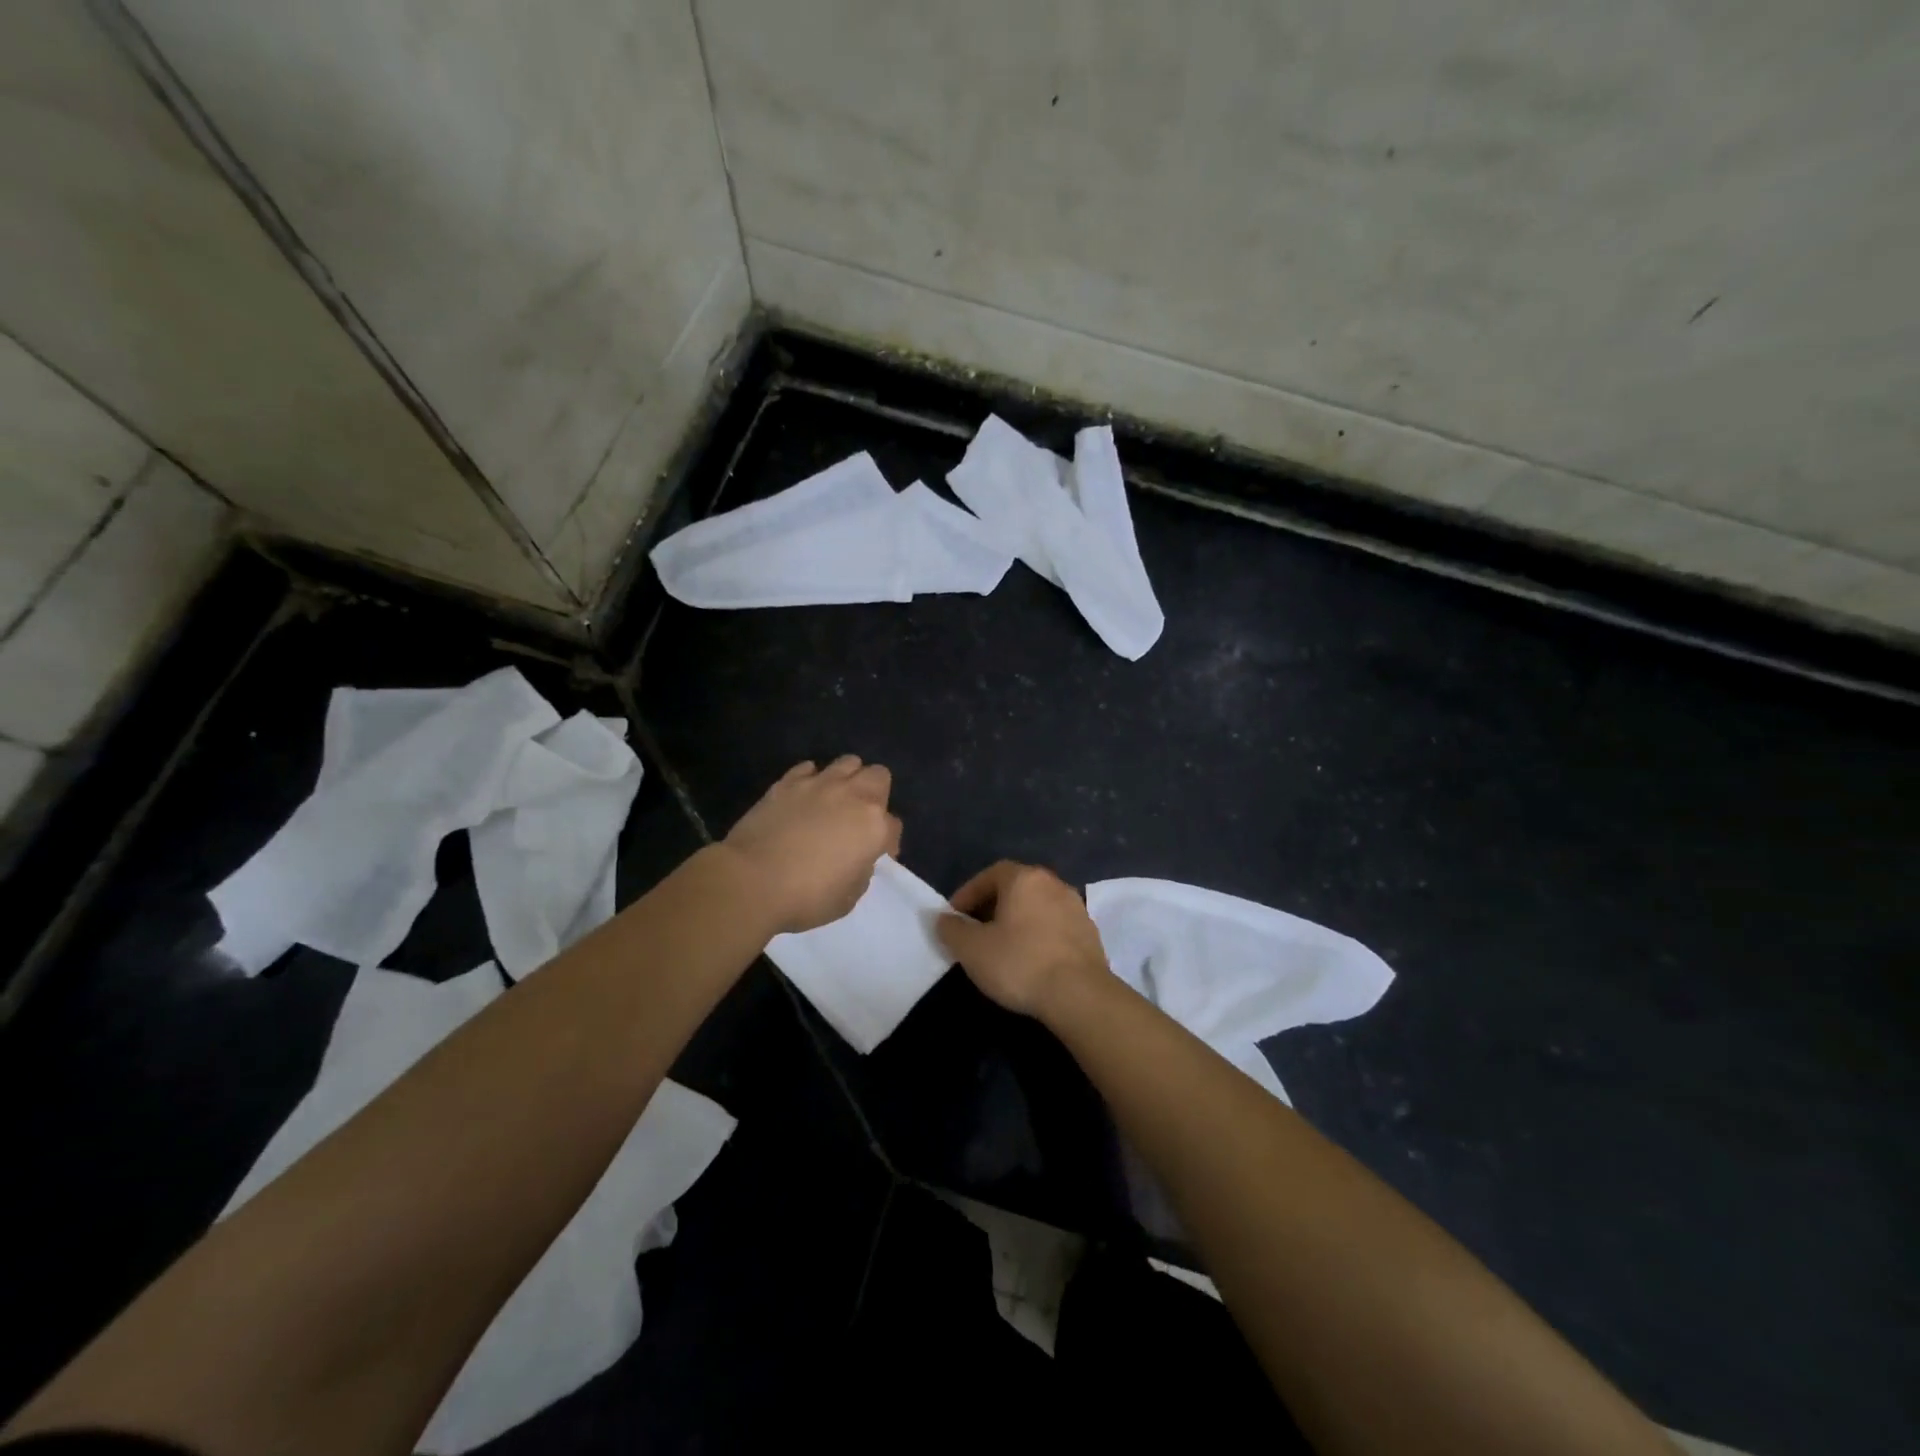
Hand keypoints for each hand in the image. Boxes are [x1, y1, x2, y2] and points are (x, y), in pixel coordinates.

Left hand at [722, 756, 901, 932]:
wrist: (751, 881)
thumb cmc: (806, 897)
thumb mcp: (848, 897)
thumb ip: (860, 870)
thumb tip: (855, 857)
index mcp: (875, 826)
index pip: (894, 826)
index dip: (888, 843)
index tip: (876, 856)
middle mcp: (853, 796)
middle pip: (879, 776)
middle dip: (877, 794)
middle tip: (861, 818)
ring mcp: (819, 784)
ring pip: (848, 762)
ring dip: (848, 778)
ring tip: (836, 799)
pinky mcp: (787, 782)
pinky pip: (809, 768)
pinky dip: (812, 779)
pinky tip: (804, 796)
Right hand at [936, 861, 1110, 1018]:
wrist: (1080, 995)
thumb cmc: (1020, 963)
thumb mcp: (972, 949)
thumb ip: (952, 929)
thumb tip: (943, 918)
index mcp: (1024, 878)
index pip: (990, 874)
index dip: (968, 893)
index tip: (954, 917)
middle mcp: (1053, 883)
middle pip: (1016, 888)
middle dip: (992, 906)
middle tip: (975, 931)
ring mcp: (1076, 907)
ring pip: (1037, 906)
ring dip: (1017, 921)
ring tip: (1002, 947)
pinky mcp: (1090, 932)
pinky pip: (1055, 925)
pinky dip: (1038, 935)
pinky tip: (1031, 960)